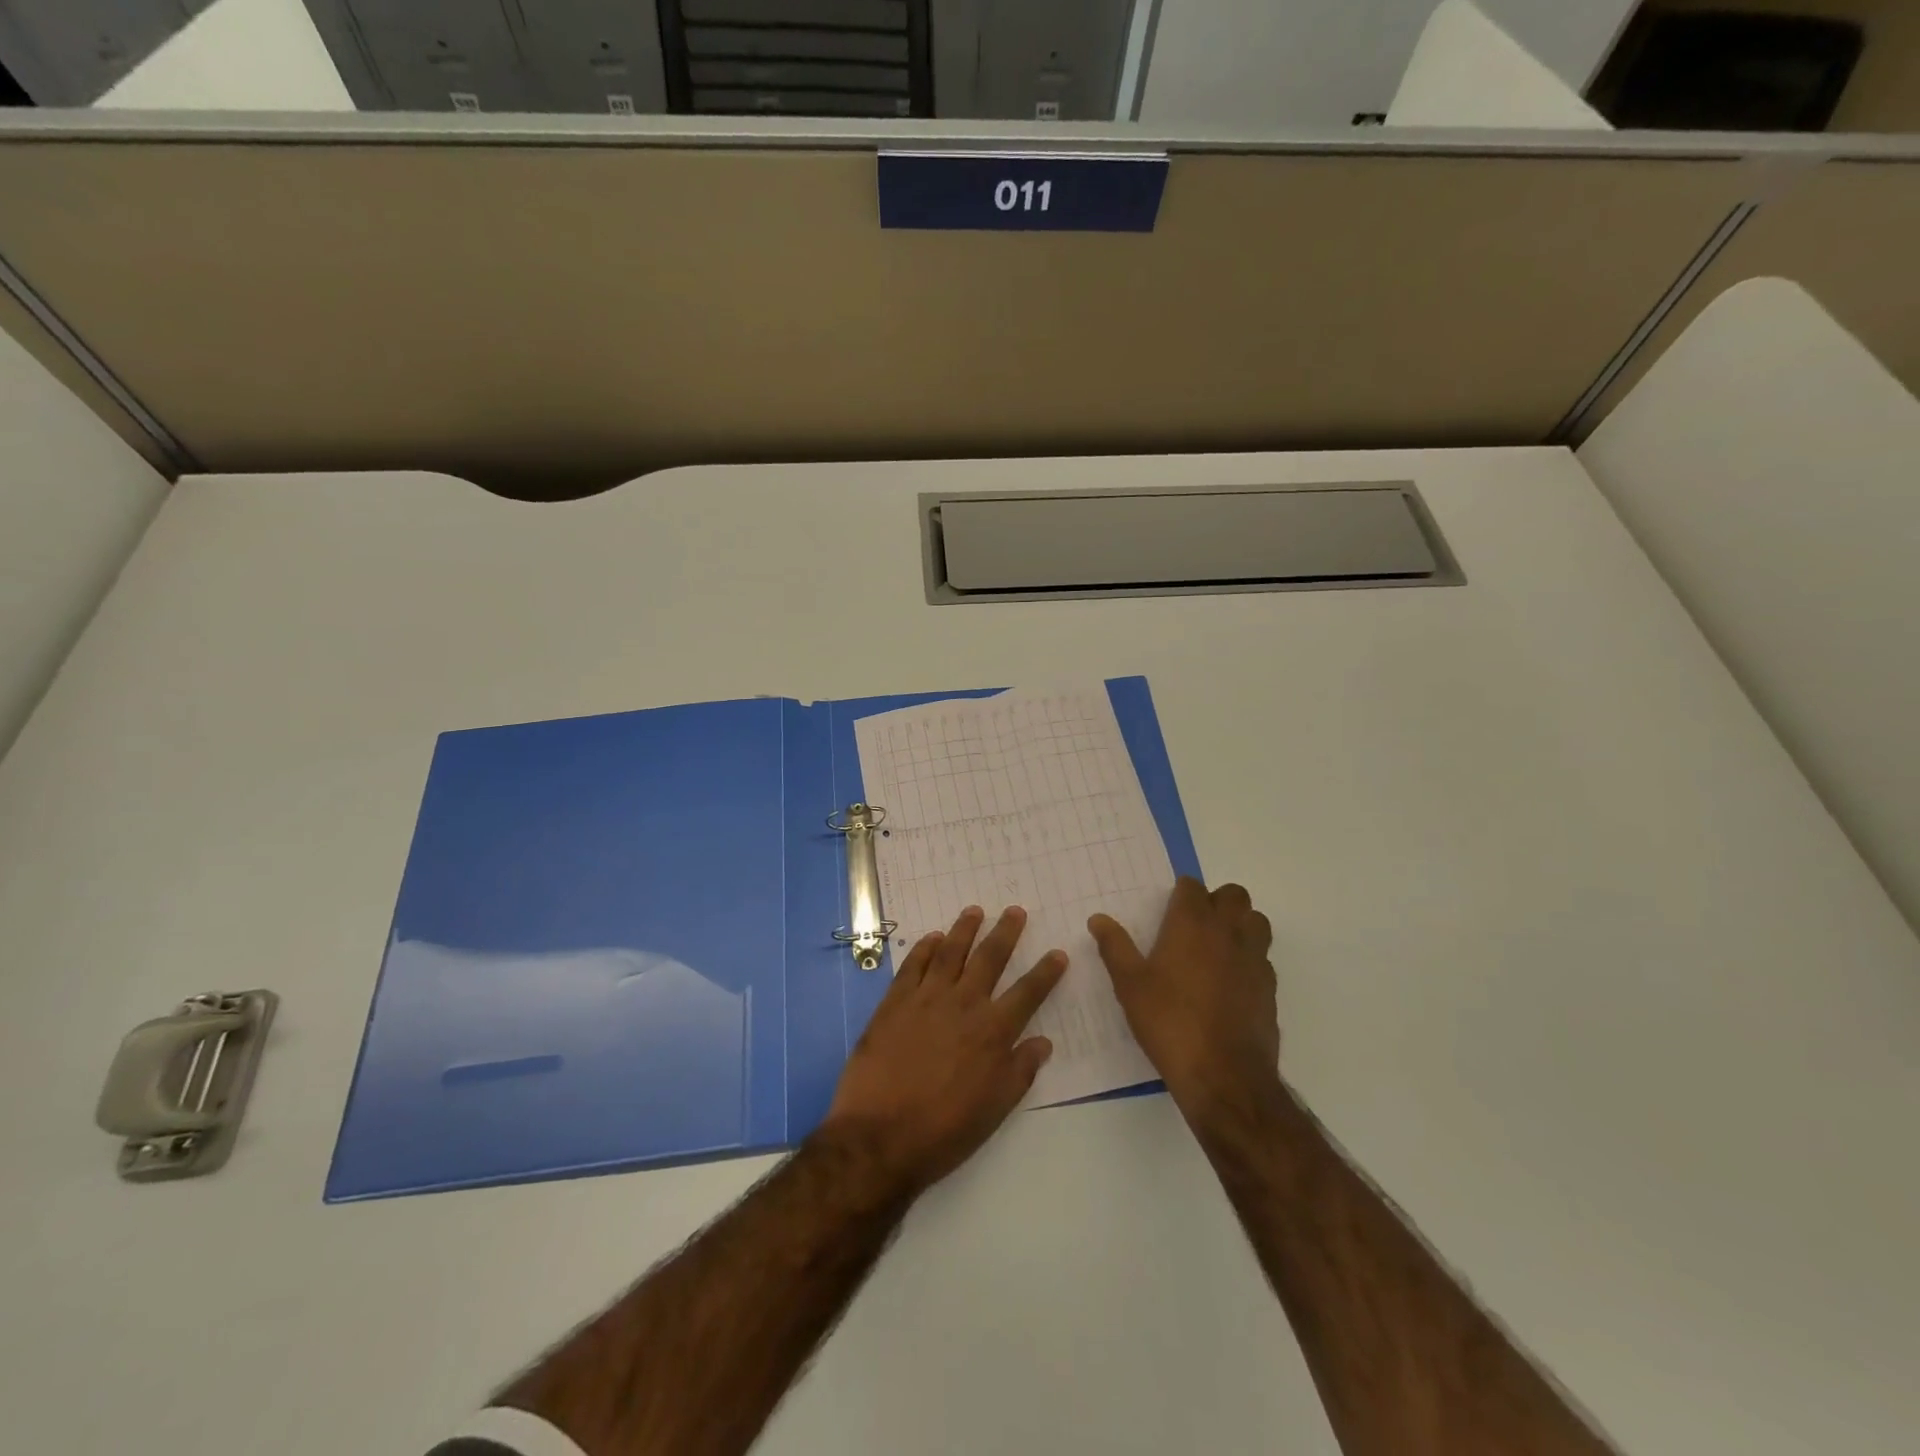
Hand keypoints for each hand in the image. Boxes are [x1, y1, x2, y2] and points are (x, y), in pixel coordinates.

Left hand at [821, 906, 1066, 1197]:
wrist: (878, 1137)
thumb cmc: (943, 1132)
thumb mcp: (994, 1110)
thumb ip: (1020, 1072)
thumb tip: (1043, 1043)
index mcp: (992, 1032)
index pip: (1028, 993)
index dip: (1046, 972)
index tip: (1057, 954)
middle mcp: (963, 1005)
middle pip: (990, 958)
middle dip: (1006, 933)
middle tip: (1015, 911)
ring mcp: (926, 999)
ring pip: (950, 952)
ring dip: (965, 929)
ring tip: (975, 911)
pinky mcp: (894, 1002)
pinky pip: (913, 965)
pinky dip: (924, 948)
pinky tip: (932, 938)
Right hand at [1089, 878, 1278, 1124]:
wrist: (1223, 1075)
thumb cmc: (1169, 1022)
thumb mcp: (1130, 985)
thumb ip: (1115, 947)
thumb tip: (1098, 919)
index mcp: (1192, 924)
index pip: (1192, 886)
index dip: (1180, 893)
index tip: (1168, 909)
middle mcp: (1228, 932)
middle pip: (1233, 896)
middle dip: (1216, 901)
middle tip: (1194, 925)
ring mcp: (1254, 959)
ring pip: (1256, 922)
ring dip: (1240, 924)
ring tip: (1217, 947)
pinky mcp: (1270, 987)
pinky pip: (1263, 957)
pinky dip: (1249, 958)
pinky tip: (1230, 982)